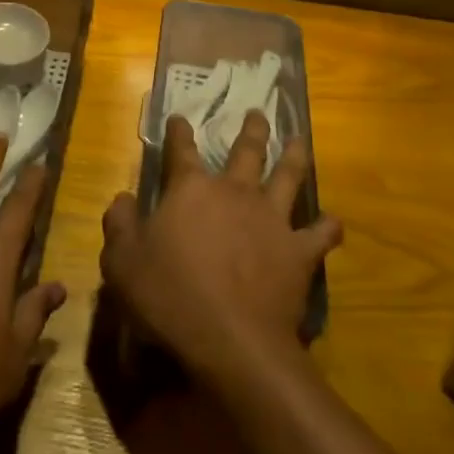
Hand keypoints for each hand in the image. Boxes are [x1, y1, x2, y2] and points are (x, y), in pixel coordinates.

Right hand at [101, 111, 340, 385]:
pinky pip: (320, 234)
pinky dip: (328, 226)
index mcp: (191, 190)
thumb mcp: (122, 262)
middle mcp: (235, 192)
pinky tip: (334, 222)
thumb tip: (123, 197)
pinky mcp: (298, 252)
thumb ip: (120, 224)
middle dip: (251, 129)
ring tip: (299, 140)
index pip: (182, 150)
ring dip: (294, 156)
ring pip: (287, 176)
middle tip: (257, 113)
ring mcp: (272, 219)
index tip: (179, 118)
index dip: (179, 132)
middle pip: (246, 151)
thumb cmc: (168, 297)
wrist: (231, 341)